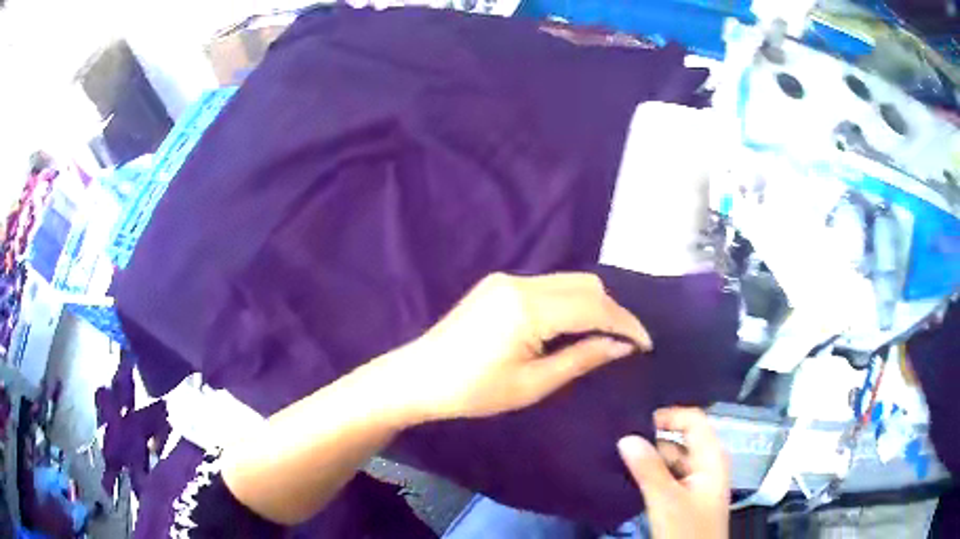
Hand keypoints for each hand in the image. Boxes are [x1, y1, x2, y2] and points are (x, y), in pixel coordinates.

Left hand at [393, 272, 651, 421]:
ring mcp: (507, 279)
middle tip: (625, 343)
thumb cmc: (473, 391)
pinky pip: (549, 285)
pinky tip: (573, 325)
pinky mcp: (498, 284)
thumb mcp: (532, 384)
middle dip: (613, 311)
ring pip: (569, 282)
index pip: (594, 306)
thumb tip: (621, 345)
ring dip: (592, 305)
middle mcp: (521, 282)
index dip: (625, 323)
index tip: (645, 344)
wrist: (419, 377)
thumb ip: (581, 358)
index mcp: (528, 308)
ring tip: (605, 336)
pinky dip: (570, 302)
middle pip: (585, 285)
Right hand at [618, 408, 729, 538]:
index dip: (668, 417)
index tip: (634, 422)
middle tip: (617, 440)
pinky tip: (627, 477)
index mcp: (711, 457)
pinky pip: (666, 478)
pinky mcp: (684, 498)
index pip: (693, 421)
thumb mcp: (667, 501)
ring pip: (670, 461)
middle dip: (652, 440)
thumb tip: (626, 437)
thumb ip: (648, 470)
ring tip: (616, 456)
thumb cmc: (687, 529)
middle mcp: (706, 465)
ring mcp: (695, 483)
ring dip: (648, 459)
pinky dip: (649, 475)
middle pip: (680, 441)